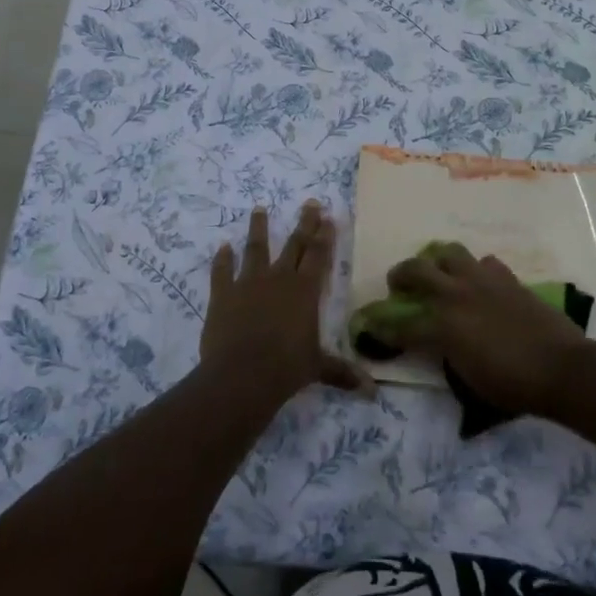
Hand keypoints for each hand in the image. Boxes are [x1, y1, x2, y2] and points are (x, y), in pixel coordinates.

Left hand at [201, 203, 367, 400]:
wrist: (242, 374)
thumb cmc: (286, 369)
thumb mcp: (318, 369)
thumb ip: (342, 373)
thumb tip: (373, 392)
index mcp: (305, 291)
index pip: (318, 256)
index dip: (324, 236)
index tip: (327, 216)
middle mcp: (279, 279)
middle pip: (294, 244)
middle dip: (304, 223)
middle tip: (309, 202)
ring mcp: (248, 283)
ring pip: (256, 249)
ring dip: (258, 228)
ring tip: (259, 208)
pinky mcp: (223, 294)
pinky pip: (222, 271)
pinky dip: (222, 259)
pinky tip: (222, 247)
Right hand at [377, 244, 589, 417]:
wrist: (561, 368)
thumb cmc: (513, 385)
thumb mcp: (469, 379)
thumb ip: (447, 354)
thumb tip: (439, 343)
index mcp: (442, 325)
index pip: (402, 325)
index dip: (384, 328)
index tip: (372, 328)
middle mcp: (456, 295)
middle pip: (415, 270)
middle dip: (400, 276)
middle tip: (398, 284)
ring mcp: (482, 281)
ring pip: (449, 253)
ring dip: (438, 262)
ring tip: (440, 273)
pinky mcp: (507, 278)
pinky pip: (485, 263)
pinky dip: (478, 271)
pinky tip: (481, 283)